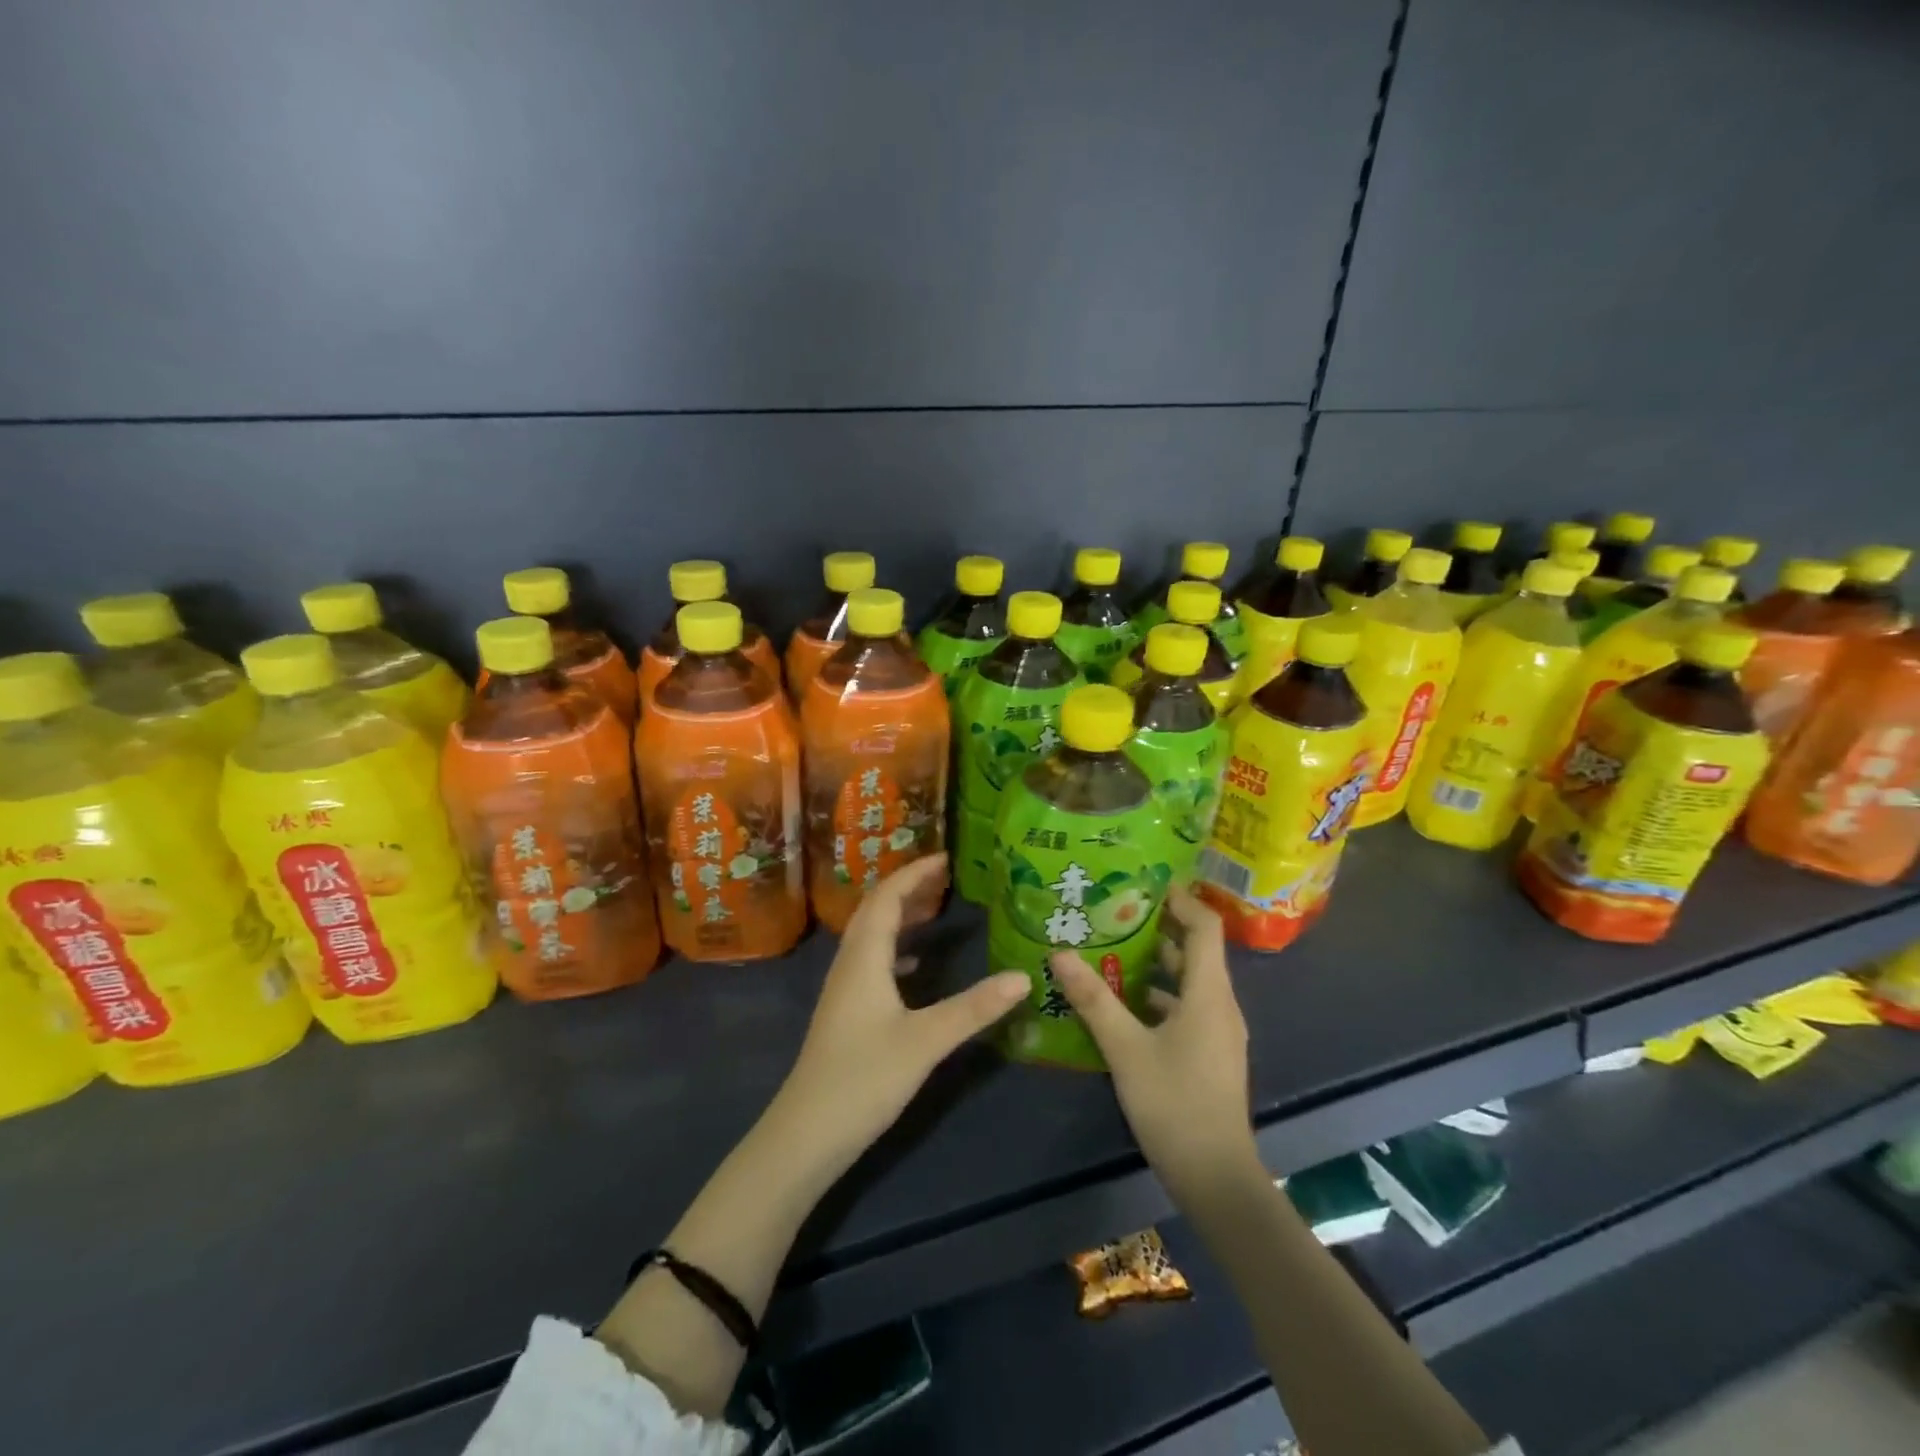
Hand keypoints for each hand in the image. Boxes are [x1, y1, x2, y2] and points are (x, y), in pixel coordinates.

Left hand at [774, 854, 1027, 1174]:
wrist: (806, 1134)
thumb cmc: (864, 1079)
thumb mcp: (926, 1041)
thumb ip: (974, 1008)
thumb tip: (1024, 976)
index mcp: (864, 957)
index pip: (888, 897)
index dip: (915, 873)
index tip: (947, 858)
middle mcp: (850, 963)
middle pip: (877, 909)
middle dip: (910, 887)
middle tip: (947, 877)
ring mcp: (845, 988)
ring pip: (872, 935)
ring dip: (901, 915)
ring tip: (936, 908)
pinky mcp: (846, 1011)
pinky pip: (872, 960)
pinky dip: (896, 947)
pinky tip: (917, 963)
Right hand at [1050, 886, 1260, 1197]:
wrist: (1217, 1178)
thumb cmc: (1175, 1104)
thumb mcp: (1125, 1049)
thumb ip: (1093, 1000)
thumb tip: (1059, 953)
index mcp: (1209, 993)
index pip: (1204, 926)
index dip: (1180, 898)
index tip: (1144, 882)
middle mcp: (1220, 1004)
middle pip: (1196, 949)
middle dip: (1158, 926)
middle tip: (1114, 910)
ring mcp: (1217, 1031)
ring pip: (1188, 981)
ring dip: (1154, 962)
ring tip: (1110, 948)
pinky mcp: (1209, 1053)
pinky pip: (1185, 1007)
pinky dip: (1157, 995)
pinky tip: (1121, 1002)